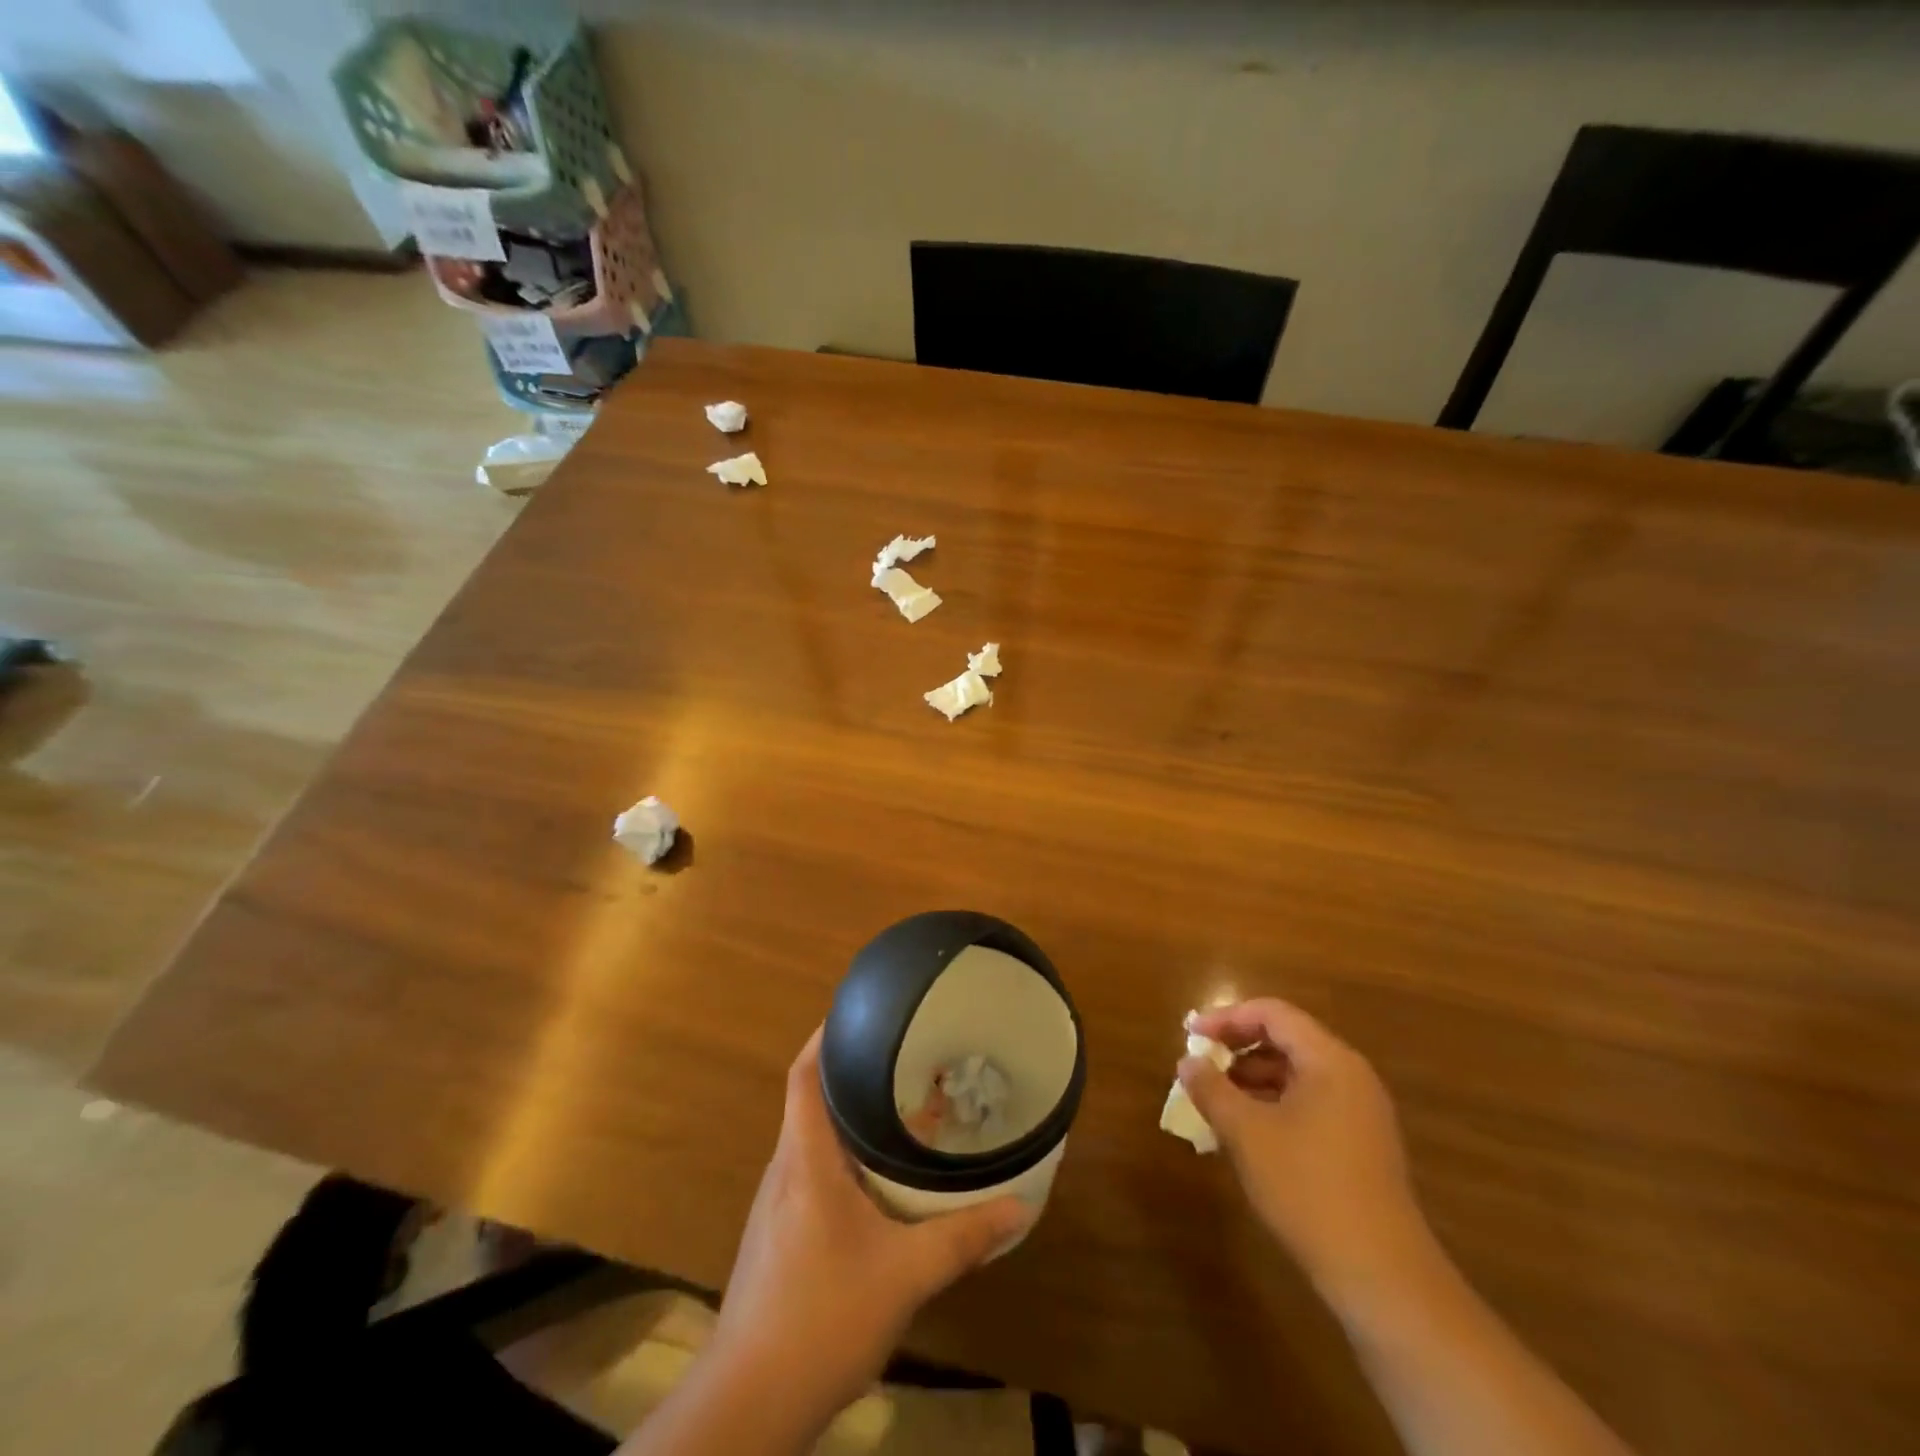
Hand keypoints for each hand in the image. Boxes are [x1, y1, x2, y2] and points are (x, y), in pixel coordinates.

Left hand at [708, 1027, 1032, 1427]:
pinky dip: (844, 1158)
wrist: (748, 1404)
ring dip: (851, 1119)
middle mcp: (785, 1168)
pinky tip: (878, 1182)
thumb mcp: (905, 1275)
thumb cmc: (822, 1318)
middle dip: (853, 1073)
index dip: (825, 1035)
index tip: (860, 1010)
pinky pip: (812, 1172)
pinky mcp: (777, 1234)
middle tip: (904, 1057)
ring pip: (813, 1138)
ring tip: (900, 1110)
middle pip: (811, 1098)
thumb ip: (962, 1237)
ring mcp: (776, 1203)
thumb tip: (1020, 1206)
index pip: (804, 1074)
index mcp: (805, 1158)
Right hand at [1180, 999, 1434, 1312]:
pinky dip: (1275, 1104)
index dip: (1227, 1018)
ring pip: (1298, 1075)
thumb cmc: (1308, 1188)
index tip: (1191, 1033)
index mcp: (1330, 1061)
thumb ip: (1211, 1089)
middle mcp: (1351, 1077)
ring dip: (1253, 1079)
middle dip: (1239, 1047)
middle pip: (1287, 1040)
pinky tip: (1248, 1133)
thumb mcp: (1246, 1133)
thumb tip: (1188, 1061)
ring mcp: (1362, 1114)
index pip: (1273, 1014)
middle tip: (1201, 1063)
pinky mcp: (1363, 1147)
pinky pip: (1311, 1104)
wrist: (1381, 1277)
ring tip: (1217, 1100)